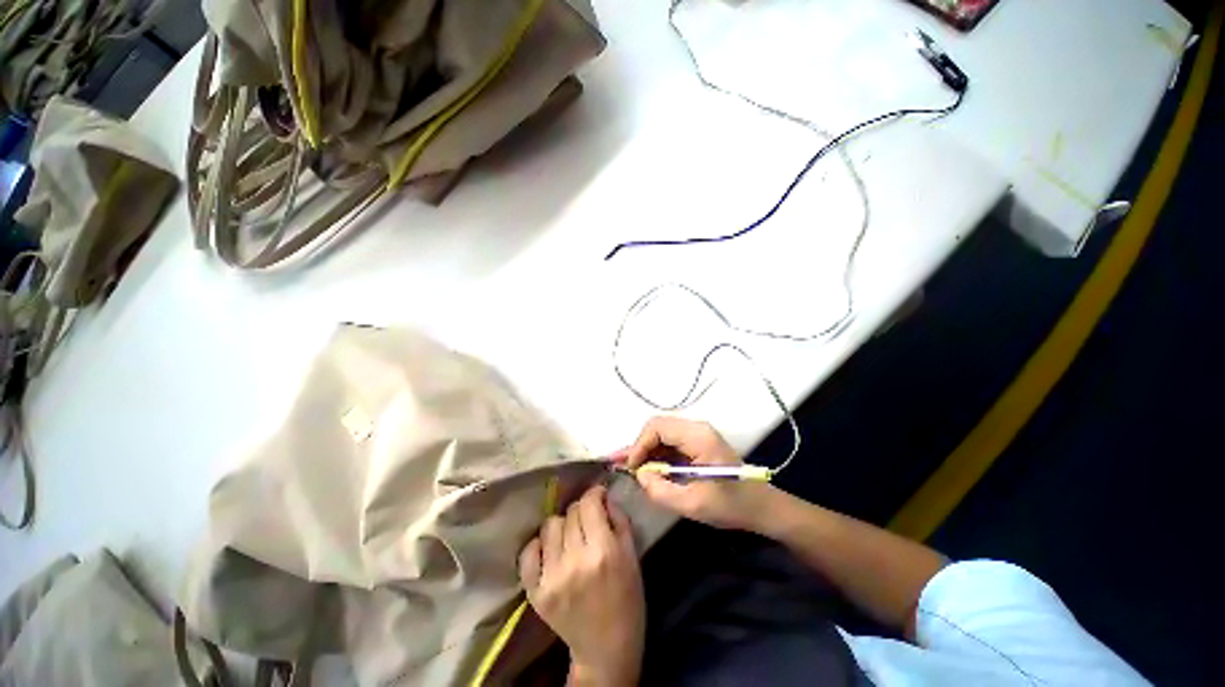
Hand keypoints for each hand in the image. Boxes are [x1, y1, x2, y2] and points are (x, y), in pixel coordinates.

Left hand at [518, 485, 643, 685]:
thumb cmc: (627, 598)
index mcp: (603, 551)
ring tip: (570, 537)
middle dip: (582, 510)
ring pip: (551, 525)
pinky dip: (539, 545)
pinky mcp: (536, 592)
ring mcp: (552, 577)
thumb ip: (619, 520)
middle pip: (570, 512)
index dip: (594, 493)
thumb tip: (603, 497)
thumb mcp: (632, 555)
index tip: (598, 495)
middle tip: (588, 520)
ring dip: (563, 525)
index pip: (589, 503)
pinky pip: (529, 552)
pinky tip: (551, 550)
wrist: (606, 647)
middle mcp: (575, 560)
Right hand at [621, 416, 778, 532]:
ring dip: (646, 451)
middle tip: (626, 468)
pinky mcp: (696, 443)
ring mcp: (696, 434)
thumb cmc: (731, 505)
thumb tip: (639, 475)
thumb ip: (661, 490)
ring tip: (631, 469)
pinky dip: (656, 455)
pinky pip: (669, 443)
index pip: (658, 428)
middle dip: (640, 446)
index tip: (632, 469)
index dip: (639, 445)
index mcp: (699, 436)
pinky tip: (647, 470)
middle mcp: (696, 428)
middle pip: (657, 427)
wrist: (761, 506)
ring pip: (661, 434)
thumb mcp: (694, 504)